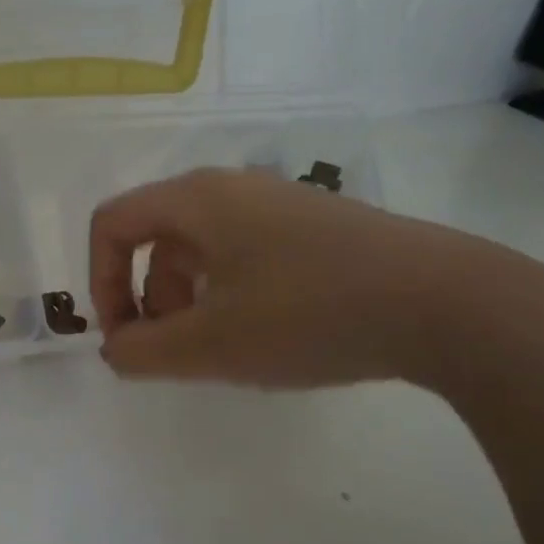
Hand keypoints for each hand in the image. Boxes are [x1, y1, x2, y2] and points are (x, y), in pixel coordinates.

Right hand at [88, 167, 543, 389]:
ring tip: (216, 351)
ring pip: (202, 252)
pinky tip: (262, 338)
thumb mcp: (210, 345)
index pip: (113, 224)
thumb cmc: (308, 314)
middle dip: (146, 300)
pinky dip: (228, 297)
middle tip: (170, 351)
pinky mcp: (315, 232)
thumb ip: (142, 352)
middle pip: (155, 239)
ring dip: (187, 302)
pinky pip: (244, 258)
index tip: (122, 337)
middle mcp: (234, 191)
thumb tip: (115, 350)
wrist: (445, 302)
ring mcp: (279, 207)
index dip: (99, 282)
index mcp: (197, 200)